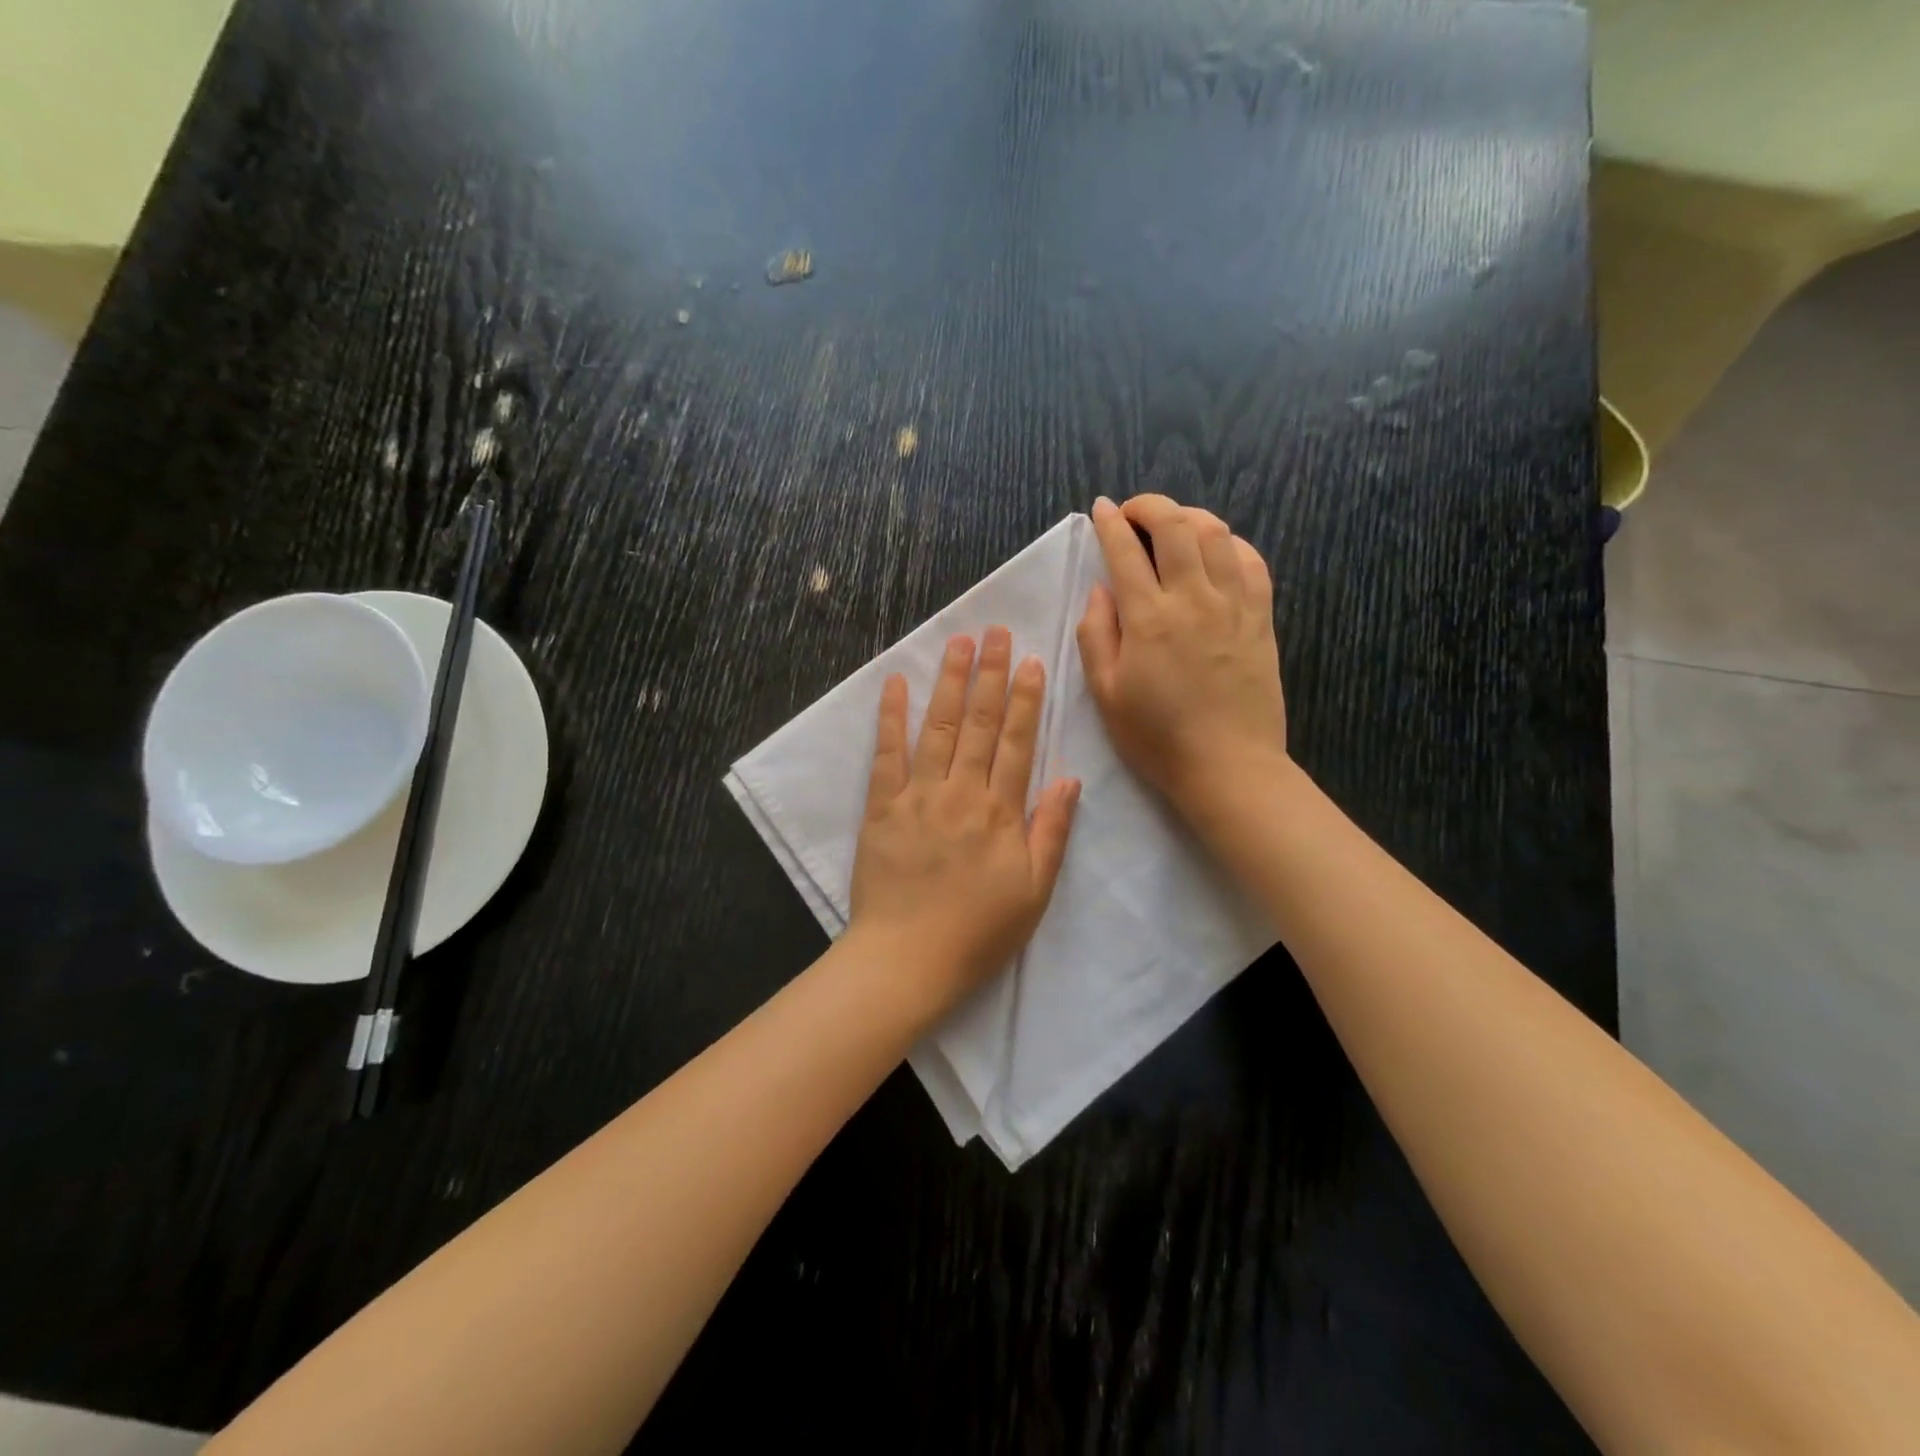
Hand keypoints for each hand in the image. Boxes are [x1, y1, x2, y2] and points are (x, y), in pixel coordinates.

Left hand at [850, 628, 1080, 1013]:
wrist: (907, 960)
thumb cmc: (978, 932)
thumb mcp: (1034, 891)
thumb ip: (1051, 831)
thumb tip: (1069, 778)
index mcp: (1000, 812)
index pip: (1018, 742)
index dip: (1027, 700)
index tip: (1032, 661)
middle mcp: (960, 792)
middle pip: (980, 724)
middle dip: (990, 675)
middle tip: (996, 632)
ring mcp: (917, 796)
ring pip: (937, 728)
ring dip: (950, 683)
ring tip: (959, 643)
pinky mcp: (880, 808)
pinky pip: (886, 754)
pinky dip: (891, 717)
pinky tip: (896, 683)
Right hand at [1076, 494, 1287, 816]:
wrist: (1228, 767)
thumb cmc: (1157, 737)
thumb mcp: (1106, 694)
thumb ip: (1097, 635)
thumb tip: (1101, 589)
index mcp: (1149, 618)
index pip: (1125, 551)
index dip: (1110, 523)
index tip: (1101, 510)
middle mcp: (1193, 598)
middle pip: (1176, 525)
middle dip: (1151, 505)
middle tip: (1134, 512)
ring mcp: (1234, 605)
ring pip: (1217, 534)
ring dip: (1190, 517)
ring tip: (1173, 527)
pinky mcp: (1261, 618)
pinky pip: (1252, 562)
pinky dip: (1231, 544)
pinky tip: (1217, 553)